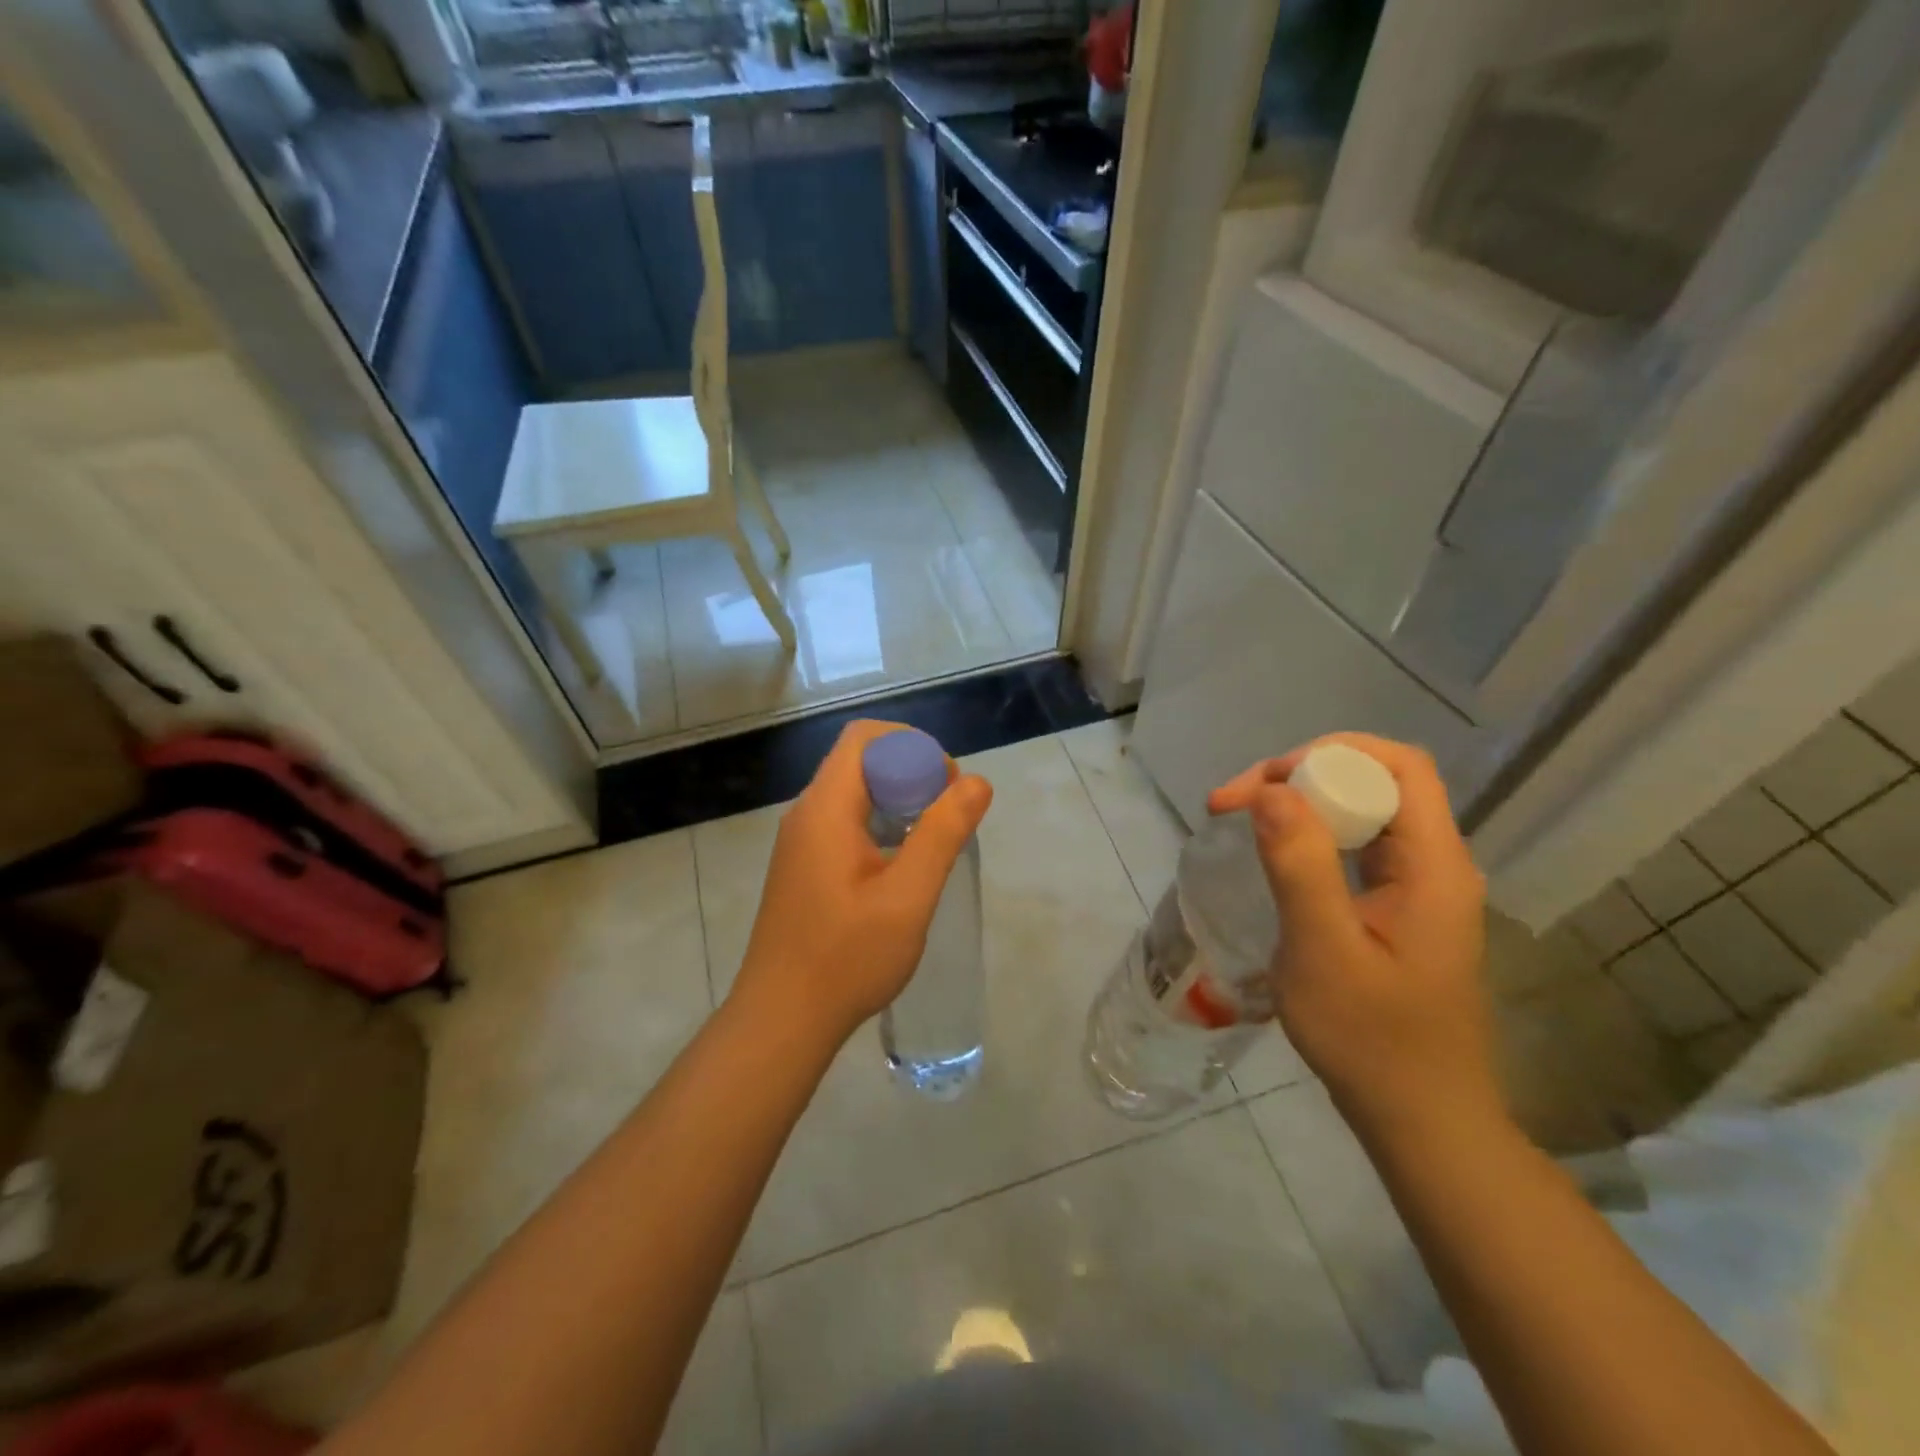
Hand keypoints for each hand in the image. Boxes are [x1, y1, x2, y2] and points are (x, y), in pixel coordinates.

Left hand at [729, 720, 992, 1049]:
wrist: (781, 1020)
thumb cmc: (846, 958)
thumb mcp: (908, 897)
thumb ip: (942, 833)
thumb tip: (976, 782)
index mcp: (826, 808)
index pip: (864, 738)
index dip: (912, 746)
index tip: (946, 785)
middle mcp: (807, 813)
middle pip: (860, 761)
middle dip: (911, 772)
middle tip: (948, 815)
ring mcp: (801, 841)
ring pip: (855, 793)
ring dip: (898, 800)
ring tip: (933, 840)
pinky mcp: (804, 866)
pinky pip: (846, 822)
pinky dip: (881, 824)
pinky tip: (903, 866)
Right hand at [1208, 734, 1497, 1138]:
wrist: (1419, 1118)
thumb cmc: (1372, 1041)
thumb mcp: (1324, 952)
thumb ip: (1300, 866)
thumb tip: (1271, 790)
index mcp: (1434, 865)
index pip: (1397, 765)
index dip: (1328, 755)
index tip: (1263, 785)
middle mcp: (1435, 863)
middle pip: (1375, 780)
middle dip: (1301, 775)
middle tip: (1233, 803)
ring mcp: (1418, 887)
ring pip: (1362, 811)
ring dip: (1301, 803)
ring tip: (1242, 818)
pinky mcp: (1398, 908)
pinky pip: (1356, 846)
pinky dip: (1310, 834)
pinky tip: (1275, 854)